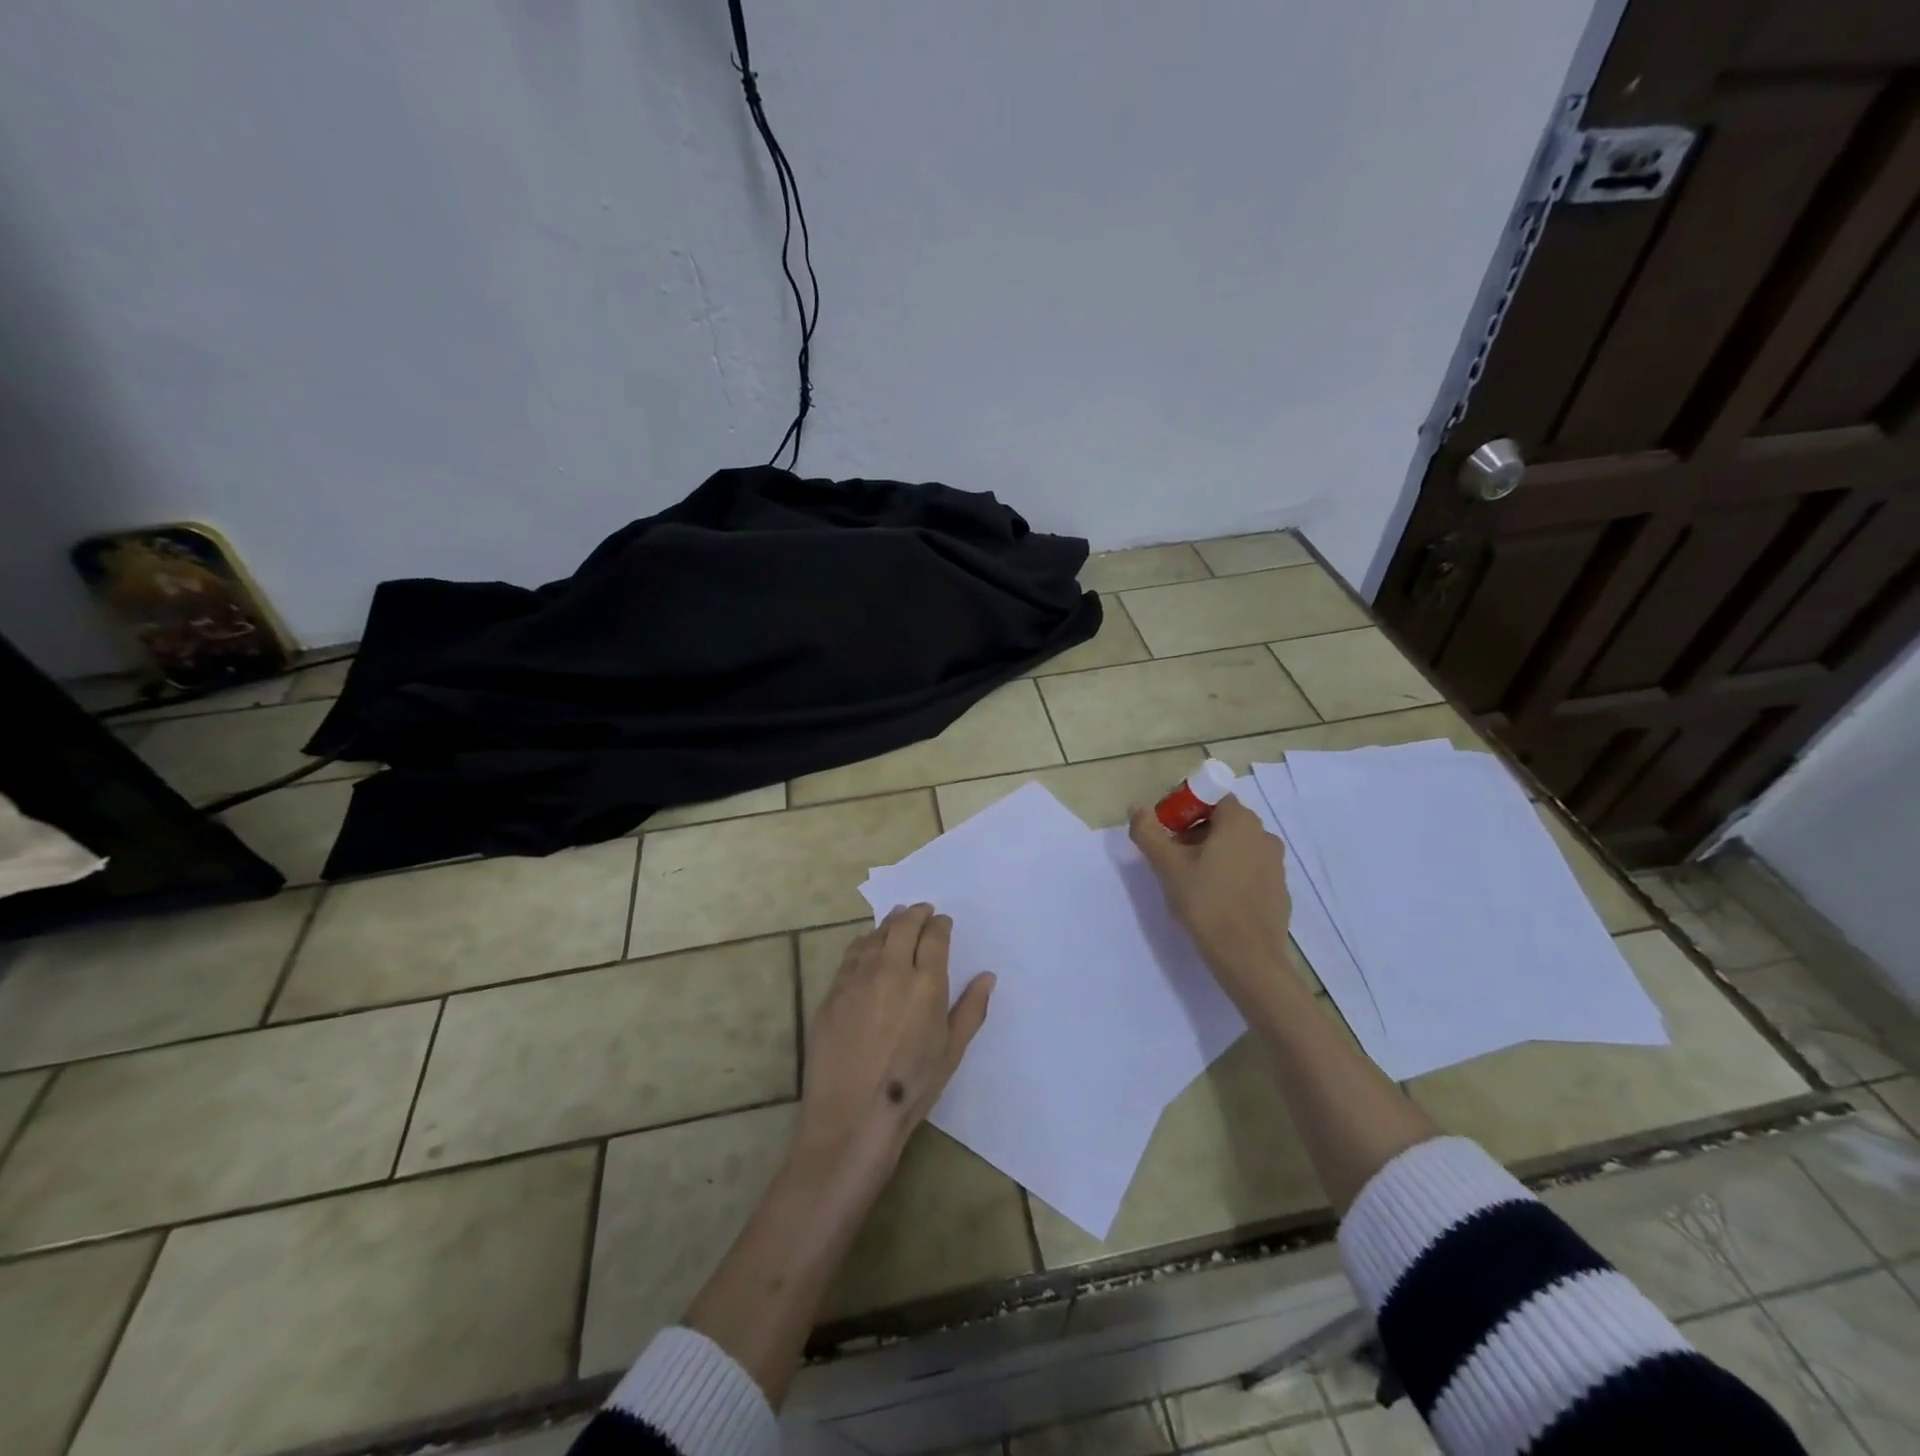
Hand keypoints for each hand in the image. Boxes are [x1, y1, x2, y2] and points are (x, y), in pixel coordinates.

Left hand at [798, 904, 994, 1179]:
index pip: (934, 937)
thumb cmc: (912, 1088)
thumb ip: (971, 1009)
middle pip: (903, 926)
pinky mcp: (833, 992)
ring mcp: (857, 979)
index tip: (943, 922)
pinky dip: (864, 944)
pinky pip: (851, 955)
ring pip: (875, 936)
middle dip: (915, 913)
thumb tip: (986, 976)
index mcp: (926, 984)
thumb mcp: (951, 1052)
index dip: (940, 924)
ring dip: (889, 924)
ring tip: (896, 921)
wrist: (852, 1116)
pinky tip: (867, 947)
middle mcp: (891, 970)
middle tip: (922, 910)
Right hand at [1128, 795, 1295, 1010]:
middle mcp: (1263, 835)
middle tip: (1171, 858)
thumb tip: (1136, 808)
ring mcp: (1275, 863)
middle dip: (1194, 833)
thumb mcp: (1167, 866)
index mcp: (1239, 821)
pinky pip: (1249, 868)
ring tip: (1190, 881)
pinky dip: (1230, 873)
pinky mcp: (1279, 889)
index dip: (1184, 809)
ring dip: (1212, 853)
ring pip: (1236, 846)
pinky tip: (1214, 898)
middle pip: (1222, 821)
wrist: (1248, 958)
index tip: (1166, 833)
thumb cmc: (1206, 903)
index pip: (1210, 797)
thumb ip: (1148, 832)